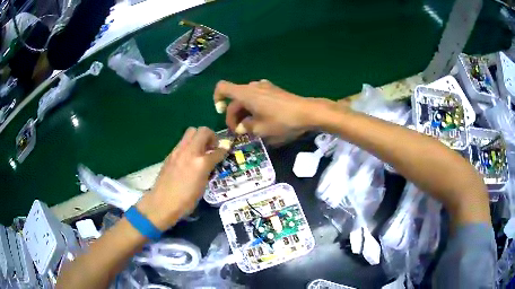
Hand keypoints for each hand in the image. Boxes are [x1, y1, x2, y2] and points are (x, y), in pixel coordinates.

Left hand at [137, 127, 227, 229]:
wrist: (162, 203)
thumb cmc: (186, 201)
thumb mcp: (202, 186)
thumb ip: (208, 169)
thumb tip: (213, 160)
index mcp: (201, 163)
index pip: (217, 151)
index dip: (223, 150)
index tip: (225, 151)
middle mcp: (190, 152)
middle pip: (203, 131)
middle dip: (210, 136)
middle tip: (212, 147)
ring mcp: (178, 151)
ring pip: (191, 132)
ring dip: (198, 138)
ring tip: (200, 151)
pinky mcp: (170, 154)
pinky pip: (182, 142)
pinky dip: (189, 145)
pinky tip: (188, 158)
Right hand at [213, 80, 336, 138]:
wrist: (307, 112)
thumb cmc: (282, 121)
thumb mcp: (261, 129)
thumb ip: (246, 127)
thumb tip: (241, 127)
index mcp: (245, 93)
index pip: (222, 88)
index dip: (217, 99)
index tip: (221, 112)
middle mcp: (252, 86)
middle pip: (235, 98)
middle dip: (234, 115)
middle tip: (239, 131)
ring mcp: (264, 86)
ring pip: (246, 98)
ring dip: (244, 112)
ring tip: (251, 128)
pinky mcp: (273, 90)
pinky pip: (257, 97)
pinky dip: (254, 107)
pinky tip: (262, 119)